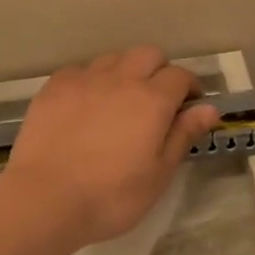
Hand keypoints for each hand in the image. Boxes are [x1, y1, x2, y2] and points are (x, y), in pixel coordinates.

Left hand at [3, 47, 219, 247]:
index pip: (180, 76)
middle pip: (148, 54)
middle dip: (159, 70)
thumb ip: (183, 135)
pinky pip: (80, 70)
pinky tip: (86, 104)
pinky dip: (91, 80)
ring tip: (120, 100)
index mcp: (152, 100)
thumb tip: (209, 108)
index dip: (189, 88)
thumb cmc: (111, 196)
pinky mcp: (54, 87)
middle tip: (157, 101)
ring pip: (113, 58)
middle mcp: (120, 79)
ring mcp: (84, 79)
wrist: (45, 199)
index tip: (188, 107)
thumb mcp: (158, 174)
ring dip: (125, 71)